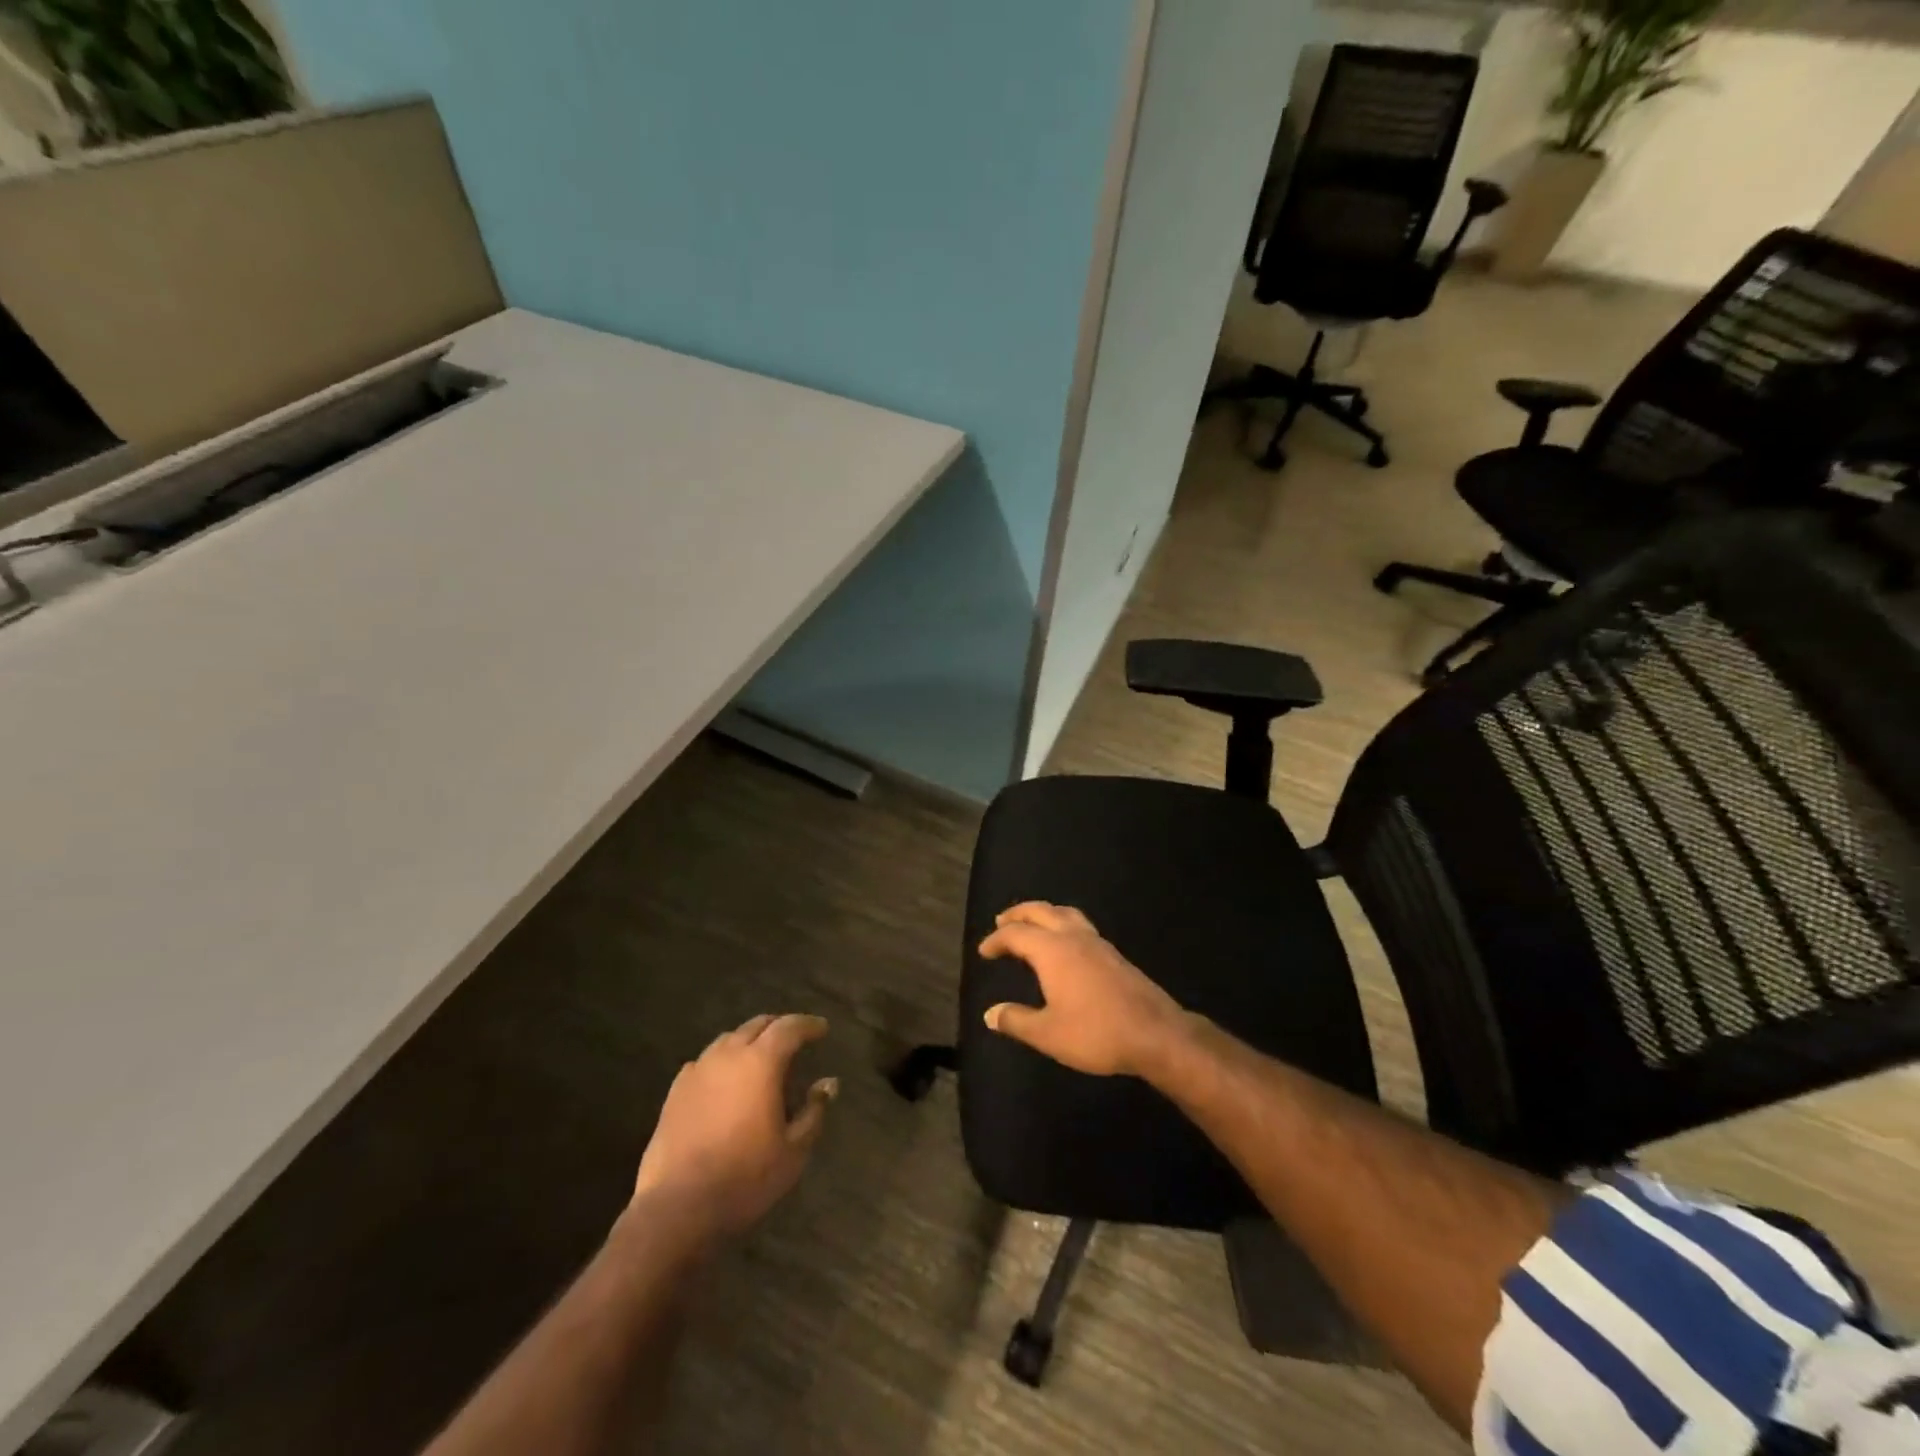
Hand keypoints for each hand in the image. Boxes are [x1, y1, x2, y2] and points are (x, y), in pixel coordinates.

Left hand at [632, 1014, 837, 1236]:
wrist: (677, 1208)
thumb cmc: (745, 1178)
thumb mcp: (793, 1151)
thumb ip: (814, 1111)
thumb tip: (828, 1083)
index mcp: (760, 1063)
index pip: (789, 1027)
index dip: (808, 1025)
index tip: (822, 1029)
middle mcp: (728, 1056)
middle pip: (757, 1025)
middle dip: (779, 1027)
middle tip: (795, 1039)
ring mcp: (697, 1072)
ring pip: (728, 1040)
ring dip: (749, 1041)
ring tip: (761, 1059)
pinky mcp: (675, 1092)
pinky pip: (704, 1062)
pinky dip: (722, 1062)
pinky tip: (725, 1082)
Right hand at [978, 903, 1186, 1077]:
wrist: (1155, 1034)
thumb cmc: (1095, 1033)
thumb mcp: (1048, 1034)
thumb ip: (1016, 1021)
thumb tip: (990, 1013)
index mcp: (1052, 950)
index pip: (1016, 934)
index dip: (996, 940)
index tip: (984, 951)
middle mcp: (1073, 937)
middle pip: (1041, 912)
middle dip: (1019, 914)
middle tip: (1002, 921)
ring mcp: (1097, 943)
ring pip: (1065, 914)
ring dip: (1044, 914)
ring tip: (1033, 925)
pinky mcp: (1114, 954)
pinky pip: (1080, 926)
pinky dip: (1063, 925)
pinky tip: (1066, 945)